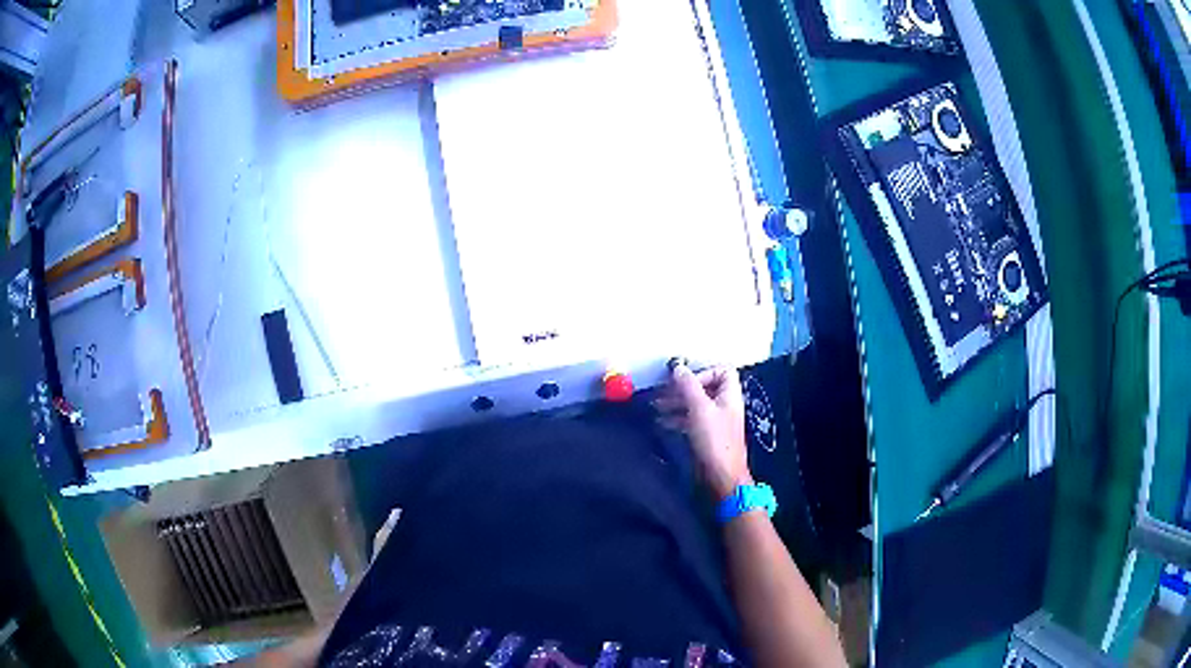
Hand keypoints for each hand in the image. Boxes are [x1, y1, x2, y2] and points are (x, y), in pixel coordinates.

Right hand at [656, 364, 751, 498]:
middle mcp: (724, 404)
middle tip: (661, 392)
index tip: (686, 381)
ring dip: (675, 403)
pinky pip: (690, 419)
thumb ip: (688, 386)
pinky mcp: (706, 434)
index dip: (703, 371)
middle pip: (704, 387)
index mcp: (729, 394)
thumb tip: (677, 366)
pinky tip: (661, 422)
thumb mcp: (699, 408)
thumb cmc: (714, 439)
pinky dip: (676, 418)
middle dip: (681, 388)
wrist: (721, 476)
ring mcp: (715, 420)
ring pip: (694, 404)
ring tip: (655, 406)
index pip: (722, 371)